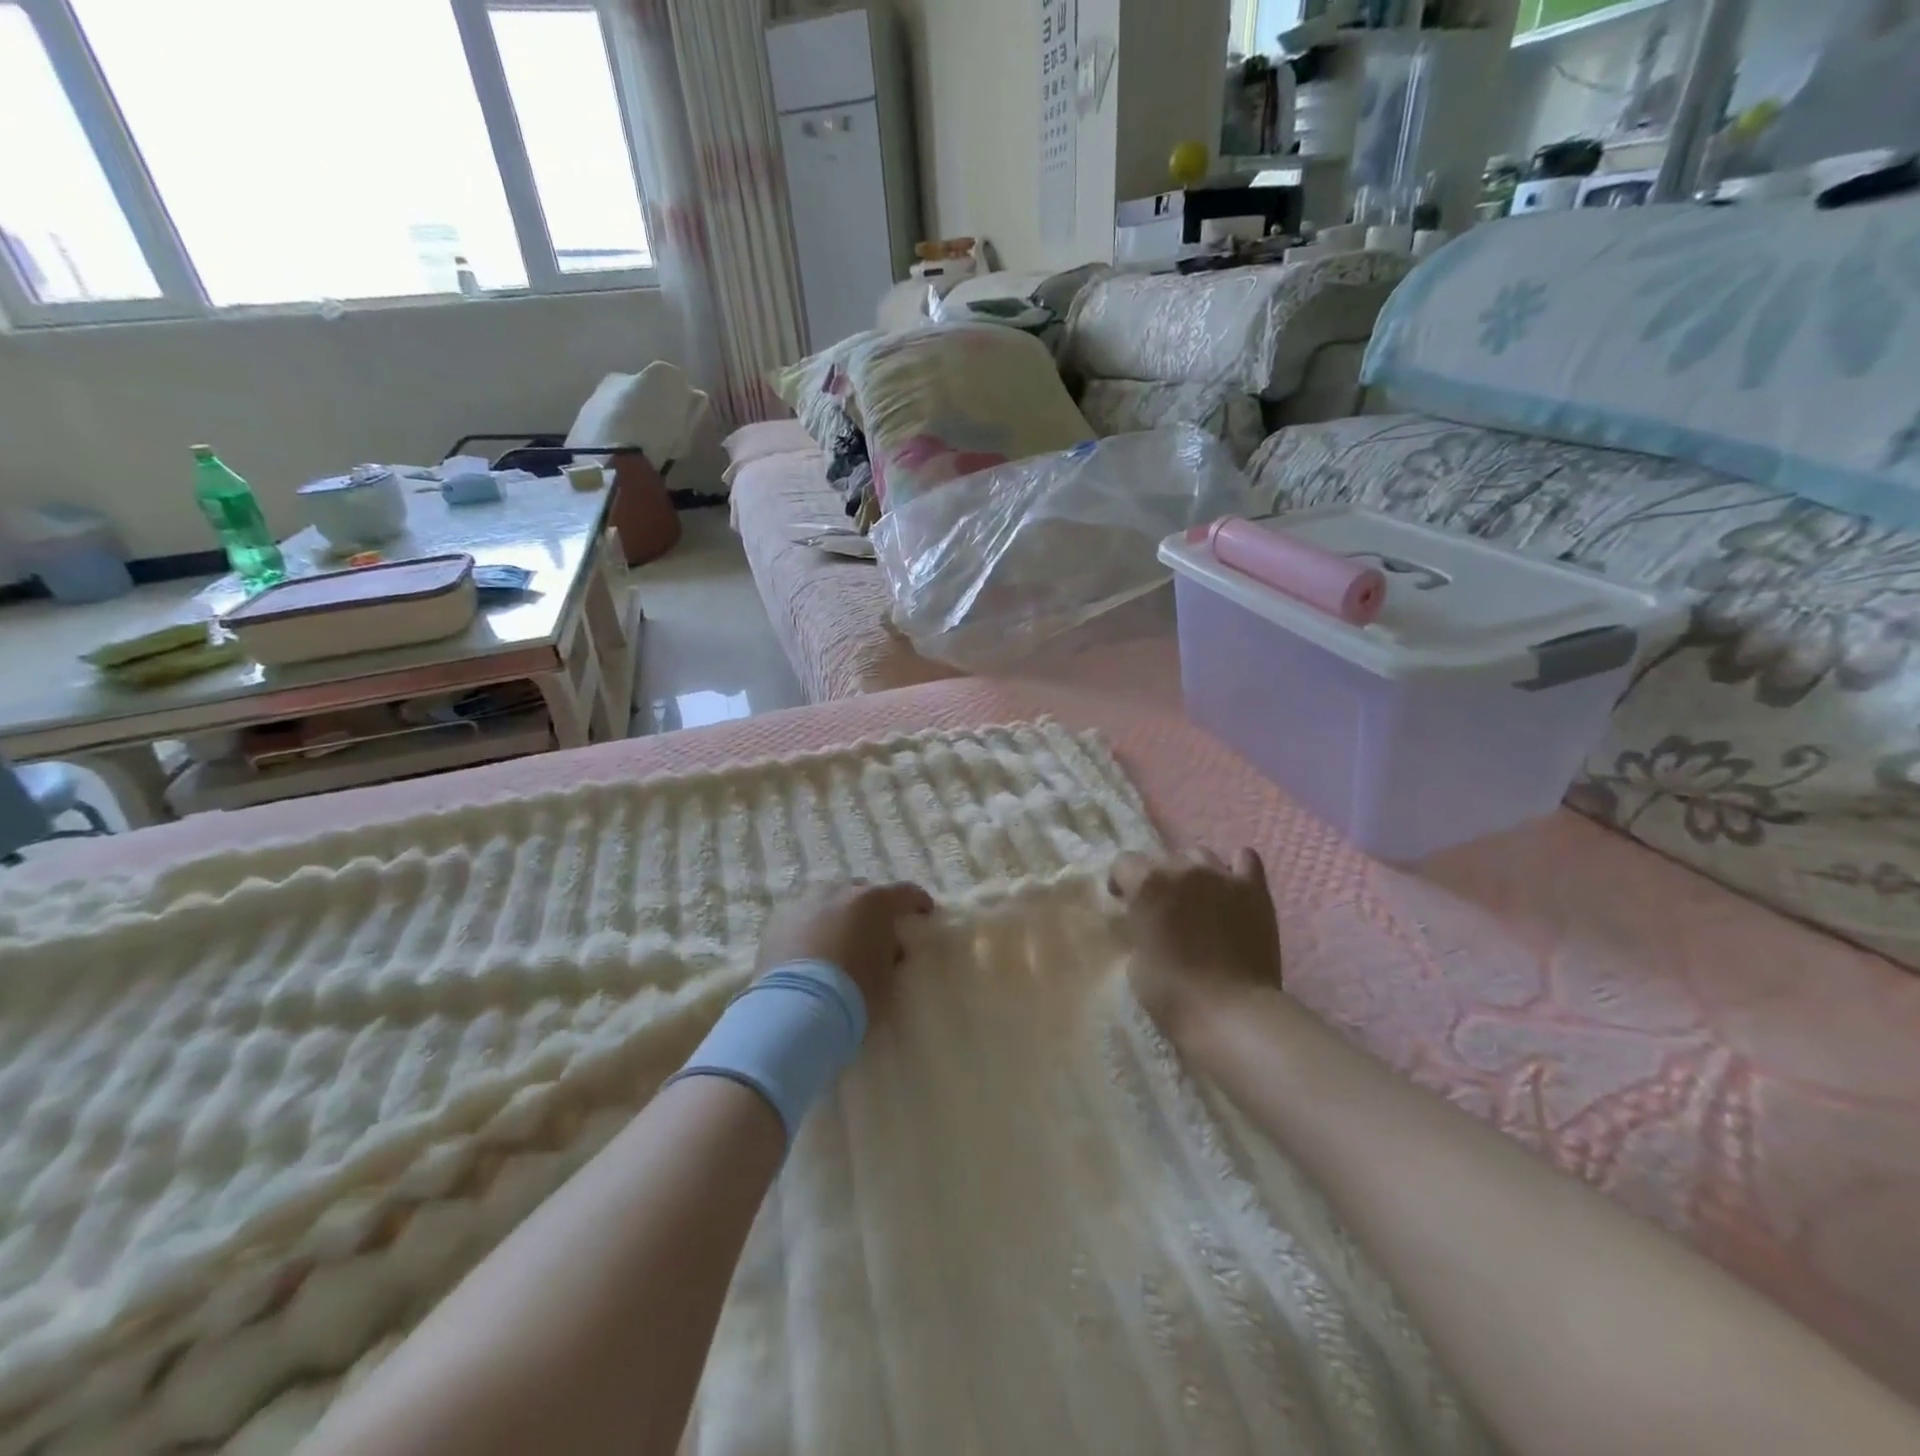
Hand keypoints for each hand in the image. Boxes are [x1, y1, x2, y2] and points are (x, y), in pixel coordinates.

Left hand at [756, 880, 933, 1012]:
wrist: (796, 1007)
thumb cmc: (854, 991)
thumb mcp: (888, 975)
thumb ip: (890, 952)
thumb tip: (888, 946)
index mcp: (873, 901)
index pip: (906, 892)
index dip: (918, 902)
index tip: (923, 913)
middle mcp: (839, 892)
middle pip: (863, 891)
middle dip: (872, 907)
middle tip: (876, 930)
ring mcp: (805, 903)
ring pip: (829, 899)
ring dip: (839, 913)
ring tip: (839, 938)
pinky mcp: (778, 920)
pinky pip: (804, 916)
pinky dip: (812, 926)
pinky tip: (812, 949)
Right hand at [1110, 849, 1282, 1040]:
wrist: (1233, 1013)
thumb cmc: (1172, 993)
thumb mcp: (1136, 960)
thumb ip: (1140, 928)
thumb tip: (1149, 922)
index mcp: (1148, 883)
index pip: (1124, 863)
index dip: (1121, 882)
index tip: (1123, 901)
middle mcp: (1184, 869)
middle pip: (1163, 858)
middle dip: (1158, 878)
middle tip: (1162, 907)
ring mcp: (1222, 876)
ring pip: (1201, 855)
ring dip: (1193, 872)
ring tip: (1197, 898)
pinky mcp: (1255, 890)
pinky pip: (1245, 859)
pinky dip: (1234, 869)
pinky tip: (1231, 886)